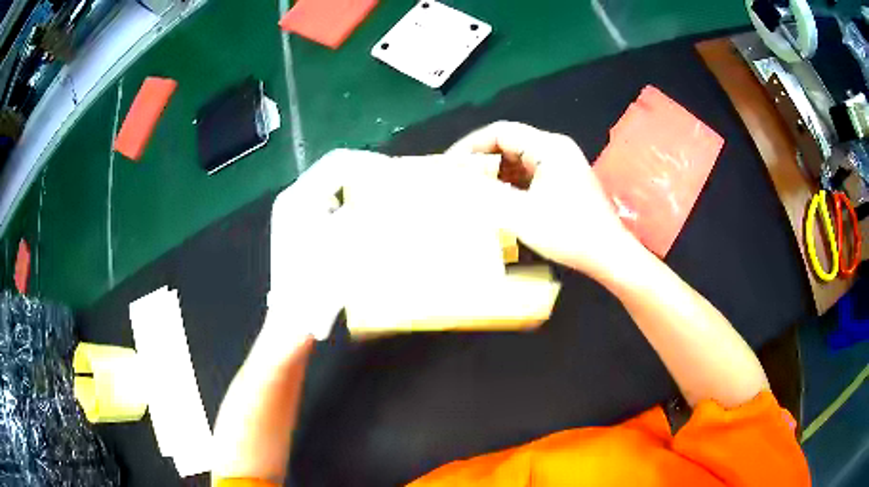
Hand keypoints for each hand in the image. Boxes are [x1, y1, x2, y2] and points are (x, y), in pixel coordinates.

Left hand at [267, 149, 387, 341]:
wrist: (294, 318)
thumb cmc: (320, 282)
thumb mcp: (350, 242)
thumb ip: (368, 209)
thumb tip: (389, 190)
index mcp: (300, 197)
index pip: (338, 162)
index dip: (369, 163)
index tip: (394, 172)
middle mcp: (291, 198)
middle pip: (331, 170)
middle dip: (363, 174)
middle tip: (389, 183)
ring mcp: (290, 213)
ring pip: (328, 186)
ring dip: (354, 188)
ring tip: (377, 198)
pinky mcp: (294, 227)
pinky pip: (323, 203)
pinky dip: (344, 204)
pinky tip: (357, 219)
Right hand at [448, 121, 641, 277]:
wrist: (608, 255)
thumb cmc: (568, 233)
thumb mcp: (521, 214)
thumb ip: (484, 193)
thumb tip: (453, 179)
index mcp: (548, 147)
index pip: (500, 132)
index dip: (470, 145)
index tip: (449, 166)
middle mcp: (555, 148)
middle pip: (509, 143)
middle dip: (481, 160)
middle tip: (457, 180)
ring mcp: (561, 164)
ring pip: (518, 159)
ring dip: (495, 172)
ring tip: (472, 191)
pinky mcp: (564, 180)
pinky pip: (529, 173)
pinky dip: (510, 183)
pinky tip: (497, 199)